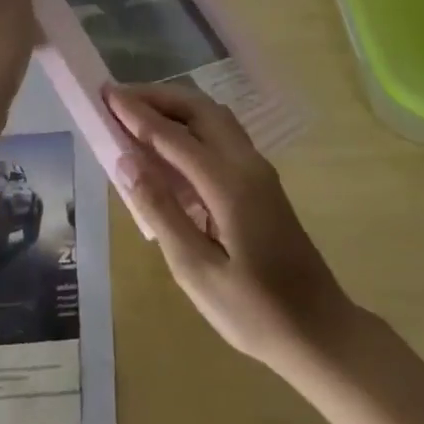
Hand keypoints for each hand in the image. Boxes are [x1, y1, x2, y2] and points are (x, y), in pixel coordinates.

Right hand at [106, 83, 356, 372]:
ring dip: (176, 108)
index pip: (173, 136)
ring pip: (215, 119)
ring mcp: (259, 171)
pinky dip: (192, 127)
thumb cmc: (254, 311)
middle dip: (158, 98)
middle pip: (200, 110)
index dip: (137, 114)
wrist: (318, 329)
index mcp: (230, 184)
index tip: (105, 94)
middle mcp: (247, 164)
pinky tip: (170, 147)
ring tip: (138, 113)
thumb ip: (161, 210)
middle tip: (118, 98)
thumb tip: (127, 161)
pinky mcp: (262, 184)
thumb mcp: (196, 271)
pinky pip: (223, 137)